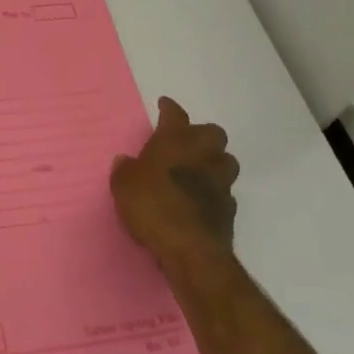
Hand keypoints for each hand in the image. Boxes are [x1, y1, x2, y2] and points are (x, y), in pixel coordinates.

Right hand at [110, 97, 240, 277]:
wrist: (190, 249)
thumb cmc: (153, 205)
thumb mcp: (124, 184)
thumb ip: (125, 170)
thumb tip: (127, 161)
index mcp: (176, 141)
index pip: (175, 114)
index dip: (169, 108)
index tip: (165, 104)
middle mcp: (203, 154)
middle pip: (211, 132)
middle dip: (200, 135)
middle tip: (185, 144)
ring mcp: (220, 181)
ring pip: (225, 161)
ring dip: (213, 163)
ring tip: (196, 171)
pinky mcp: (229, 209)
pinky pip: (224, 191)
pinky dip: (213, 192)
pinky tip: (200, 201)